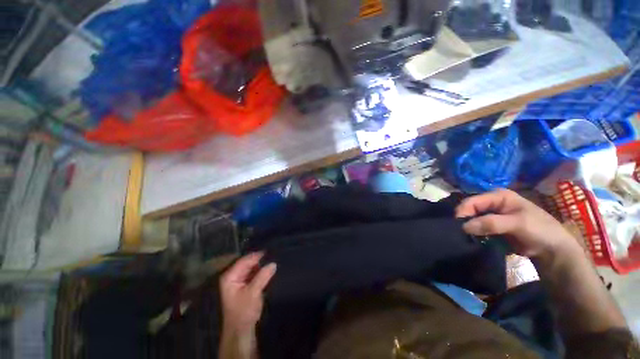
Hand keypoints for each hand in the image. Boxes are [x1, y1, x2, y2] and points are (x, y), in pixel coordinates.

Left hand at [220, 253, 276, 333]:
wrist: (241, 330)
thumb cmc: (244, 311)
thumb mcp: (253, 293)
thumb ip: (263, 276)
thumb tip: (273, 263)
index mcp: (230, 276)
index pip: (245, 260)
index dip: (257, 255)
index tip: (271, 250)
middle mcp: (233, 275)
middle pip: (248, 263)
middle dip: (260, 259)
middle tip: (274, 254)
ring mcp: (238, 280)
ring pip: (252, 267)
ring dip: (261, 265)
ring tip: (274, 259)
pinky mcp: (245, 285)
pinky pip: (254, 273)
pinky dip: (261, 271)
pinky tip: (269, 269)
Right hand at [455, 189, 580, 259]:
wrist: (552, 250)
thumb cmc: (539, 230)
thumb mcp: (517, 224)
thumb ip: (491, 223)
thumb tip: (464, 226)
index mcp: (498, 196)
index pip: (473, 201)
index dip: (463, 211)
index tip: (458, 225)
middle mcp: (493, 203)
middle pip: (470, 209)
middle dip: (465, 220)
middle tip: (461, 233)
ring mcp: (492, 215)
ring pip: (472, 219)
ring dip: (469, 228)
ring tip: (466, 237)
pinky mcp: (493, 227)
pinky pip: (478, 228)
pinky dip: (474, 233)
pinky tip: (473, 239)